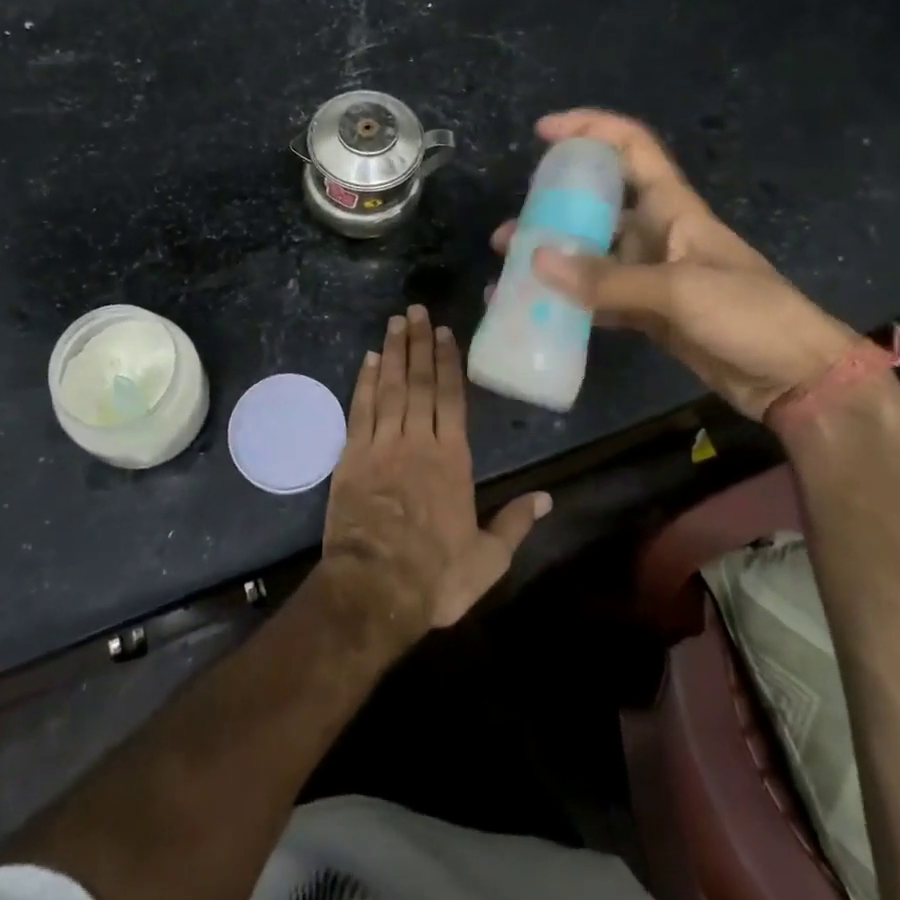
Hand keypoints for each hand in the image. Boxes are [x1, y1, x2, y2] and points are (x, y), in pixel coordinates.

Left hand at [322, 306, 551, 641]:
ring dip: (392, 352)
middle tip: (415, 310)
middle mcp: (418, 441)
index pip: (451, 397)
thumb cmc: (436, 576)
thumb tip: (547, 498)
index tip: (443, 332)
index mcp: (452, 459)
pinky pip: (360, 410)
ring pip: (390, 388)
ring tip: (394, 322)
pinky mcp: (352, 457)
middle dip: (418, 343)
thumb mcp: (488, 559)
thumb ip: (516, 523)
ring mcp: (382, 445)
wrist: (375, 589)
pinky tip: (367, 360)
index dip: (448, 361)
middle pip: (419, 381)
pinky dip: (364, 382)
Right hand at [491, 109, 860, 418]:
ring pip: (592, 254)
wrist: (795, 378)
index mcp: (673, 207)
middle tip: (511, 229)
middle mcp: (658, 232)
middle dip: (553, 208)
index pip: (630, 147)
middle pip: (598, 204)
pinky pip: (598, 297)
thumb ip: (606, 279)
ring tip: (510, 268)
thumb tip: (535, 260)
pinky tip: (536, 308)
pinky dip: (569, 301)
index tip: (544, 131)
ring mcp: (652, 274)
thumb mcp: (679, 290)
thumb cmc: (749, 314)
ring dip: (554, 257)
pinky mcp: (649, 312)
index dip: (589, 129)